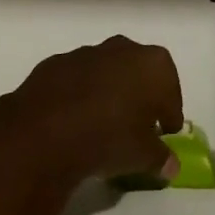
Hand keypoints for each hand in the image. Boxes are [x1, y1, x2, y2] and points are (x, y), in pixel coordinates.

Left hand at [6, 36, 183, 183]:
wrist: (44, 132)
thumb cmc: (109, 138)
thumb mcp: (144, 157)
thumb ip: (161, 158)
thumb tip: (170, 165)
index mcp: (153, 64)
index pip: (171, 92)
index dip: (169, 115)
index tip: (164, 134)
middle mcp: (123, 49)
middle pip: (139, 73)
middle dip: (139, 97)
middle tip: (135, 126)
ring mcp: (86, 53)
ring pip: (106, 73)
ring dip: (108, 93)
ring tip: (101, 126)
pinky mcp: (55, 63)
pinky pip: (76, 80)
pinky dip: (79, 96)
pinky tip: (73, 122)